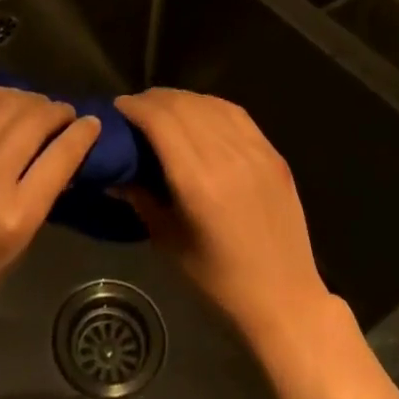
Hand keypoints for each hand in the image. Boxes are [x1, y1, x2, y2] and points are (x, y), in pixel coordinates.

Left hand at [0, 87, 100, 367]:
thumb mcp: (17, 249)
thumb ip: (40, 196)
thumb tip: (61, 154)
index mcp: (14, 217)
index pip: (60, 156)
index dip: (82, 134)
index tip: (92, 123)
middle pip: (33, 121)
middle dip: (57, 111)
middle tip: (65, 115)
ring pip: (5, 103)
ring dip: (30, 100)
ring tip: (38, 108)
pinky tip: (8, 104)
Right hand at [115, 88, 337, 350]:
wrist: (285, 298)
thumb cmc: (220, 281)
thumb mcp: (170, 242)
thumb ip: (141, 199)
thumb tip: (113, 173)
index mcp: (198, 182)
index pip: (161, 121)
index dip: (136, 107)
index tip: (118, 107)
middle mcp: (227, 157)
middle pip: (183, 106)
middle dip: (154, 100)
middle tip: (135, 108)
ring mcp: (254, 151)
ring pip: (209, 104)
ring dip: (181, 99)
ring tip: (163, 107)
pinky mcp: (272, 153)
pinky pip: (236, 114)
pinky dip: (210, 105)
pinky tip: (198, 112)